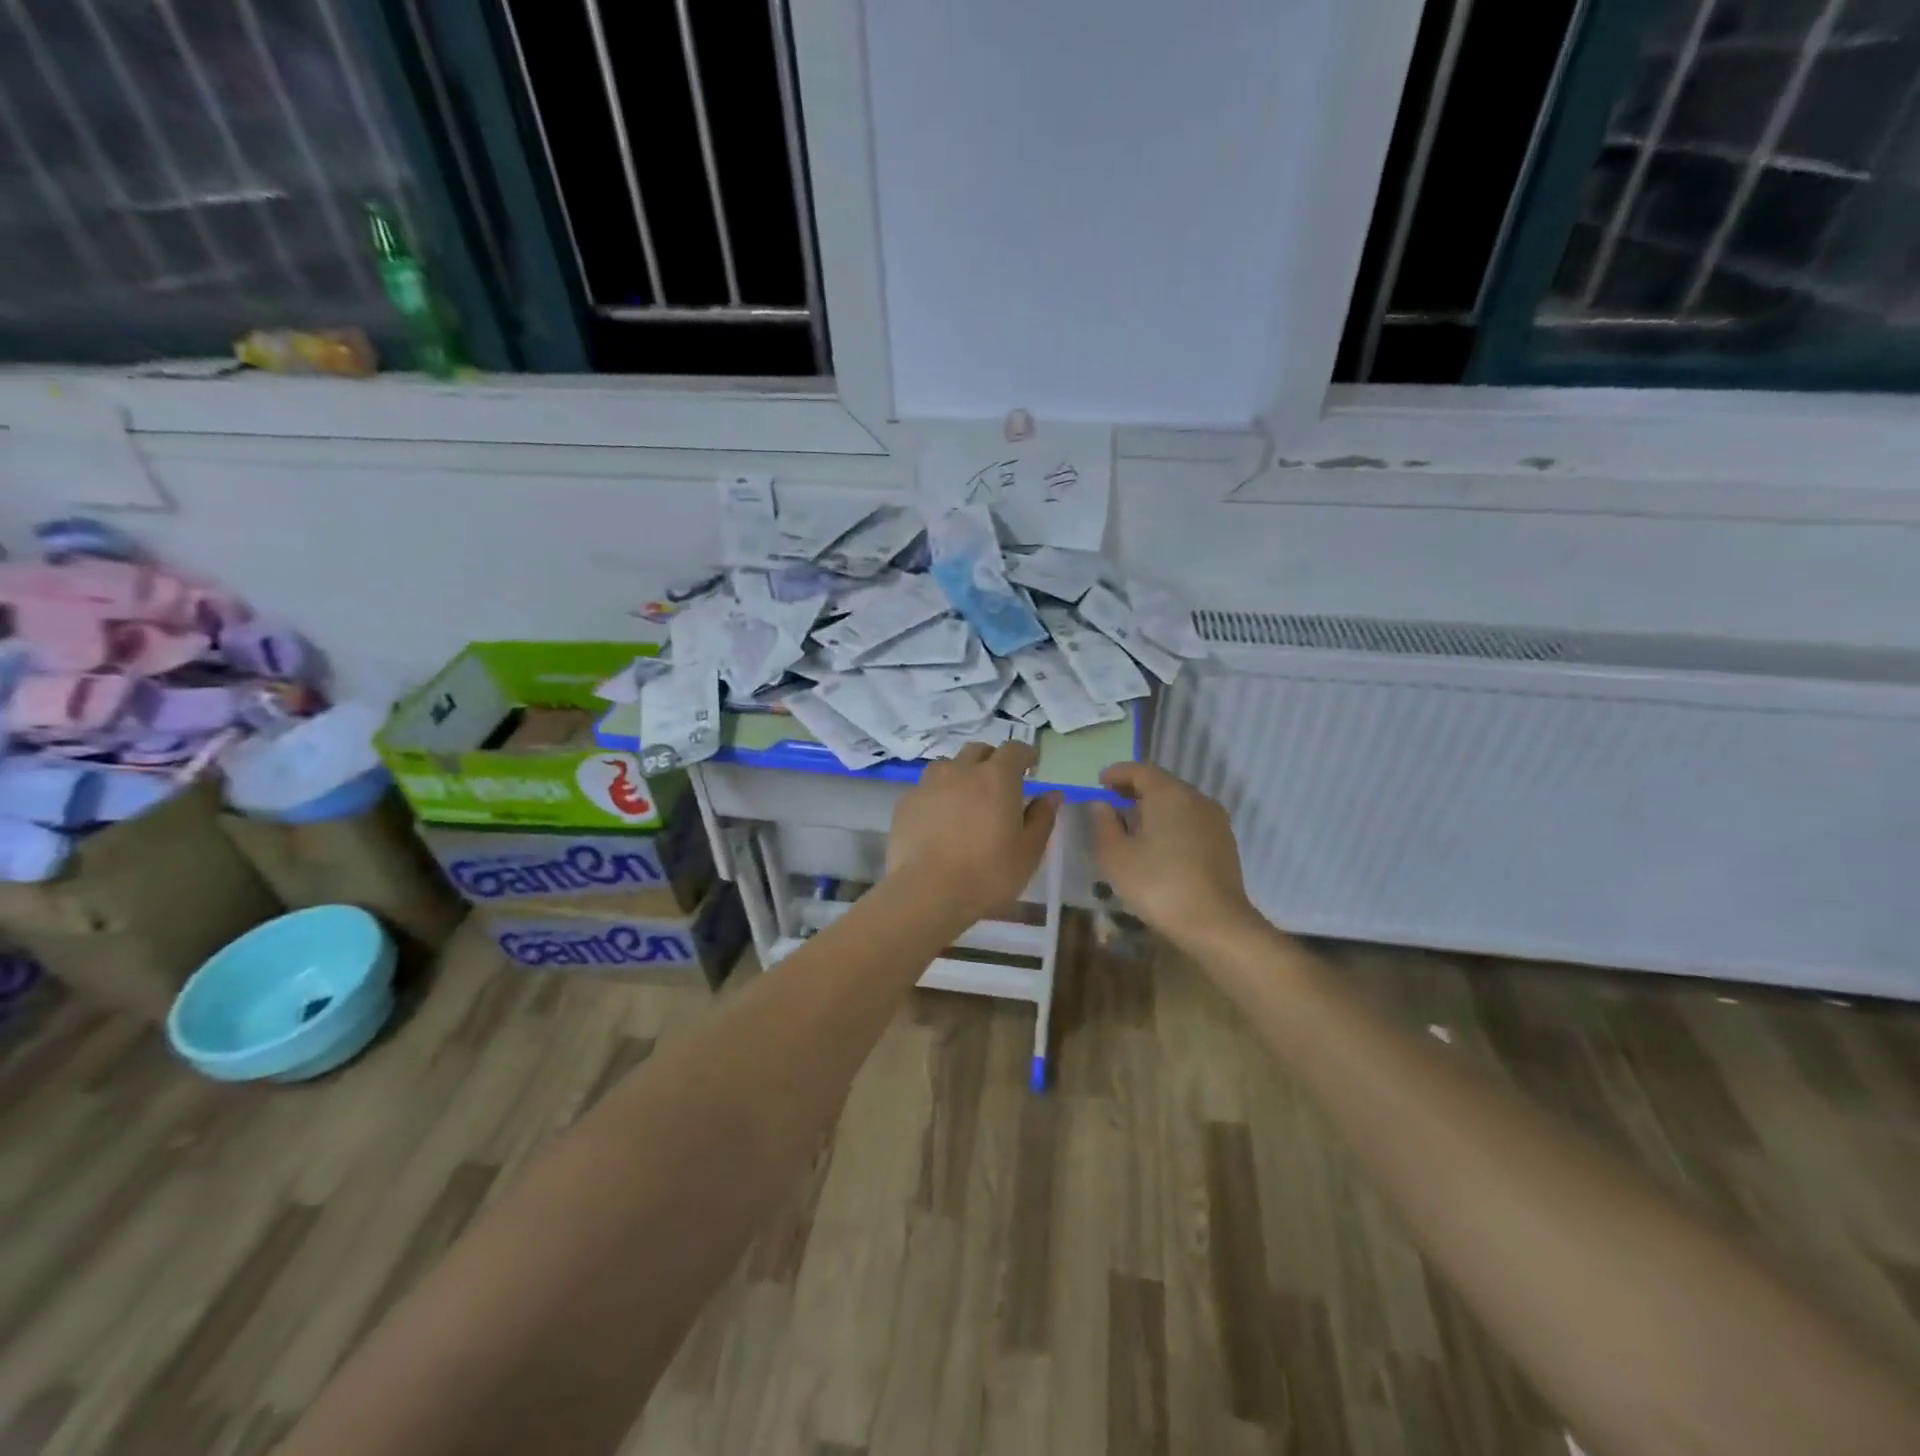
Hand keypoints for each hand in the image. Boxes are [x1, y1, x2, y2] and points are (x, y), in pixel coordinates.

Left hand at [886, 742, 1060, 924]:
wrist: (927, 892)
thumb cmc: (988, 873)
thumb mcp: (1029, 851)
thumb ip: (1042, 817)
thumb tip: (1051, 794)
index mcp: (997, 777)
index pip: (1014, 749)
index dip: (1025, 756)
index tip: (1031, 769)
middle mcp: (961, 770)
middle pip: (978, 751)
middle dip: (992, 761)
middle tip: (999, 785)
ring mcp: (929, 784)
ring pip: (948, 766)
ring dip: (961, 775)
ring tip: (965, 800)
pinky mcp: (906, 803)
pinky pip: (926, 789)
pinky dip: (937, 796)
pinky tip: (939, 822)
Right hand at [1089, 763, 1261, 952]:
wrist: (1215, 924)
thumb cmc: (1158, 884)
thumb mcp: (1116, 855)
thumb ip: (1104, 824)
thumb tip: (1103, 804)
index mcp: (1169, 794)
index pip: (1140, 770)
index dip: (1117, 773)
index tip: (1099, 781)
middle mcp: (1196, 798)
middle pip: (1162, 784)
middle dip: (1135, 790)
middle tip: (1112, 802)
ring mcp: (1215, 821)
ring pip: (1179, 803)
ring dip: (1154, 807)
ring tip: (1132, 825)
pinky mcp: (1224, 843)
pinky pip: (1191, 821)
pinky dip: (1171, 822)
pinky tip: (1158, 844)